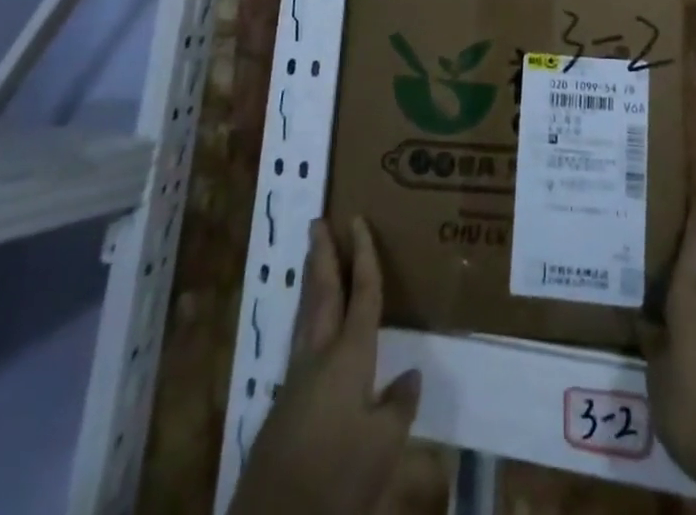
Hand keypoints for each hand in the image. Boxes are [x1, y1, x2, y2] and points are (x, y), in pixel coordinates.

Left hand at [231, 217, 420, 514]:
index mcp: (349, 355)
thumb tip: (409, 375)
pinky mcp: (285, 404)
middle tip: (318, 222)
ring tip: (313, 257)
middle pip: (323, 293)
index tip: (357, 220)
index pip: (362, 293)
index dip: (364, 255)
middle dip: (323, 256)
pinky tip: (312, 326)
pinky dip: (309, 315)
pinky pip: (301, 340)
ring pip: (306, 315)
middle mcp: (320, 355)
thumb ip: (399, 406)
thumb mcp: (383, 446)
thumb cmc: (336, 475)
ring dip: (312, 282)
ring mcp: (297, 379)